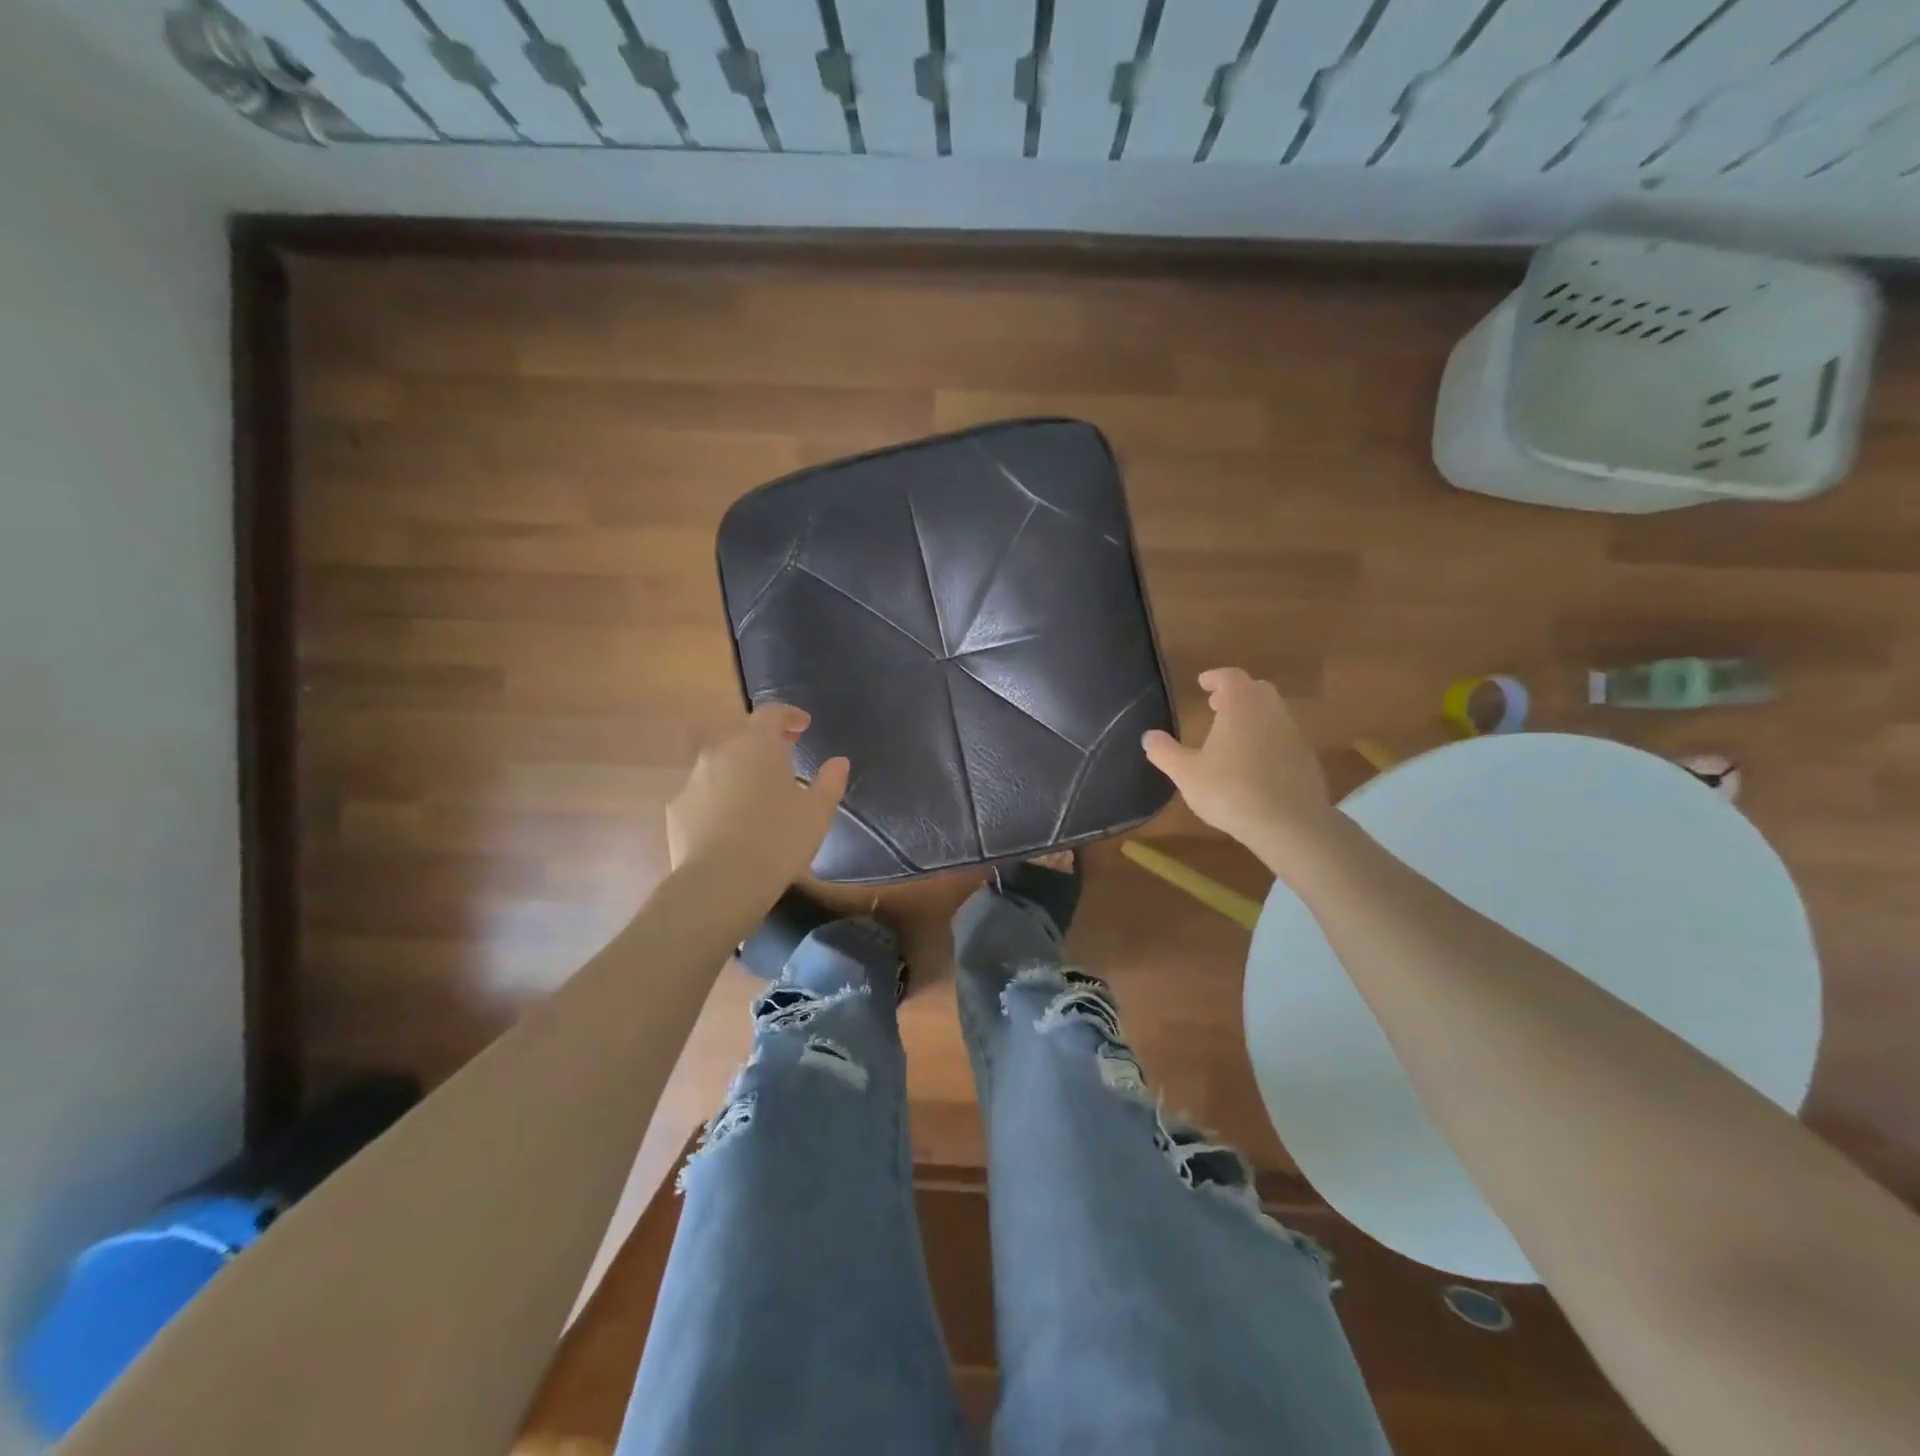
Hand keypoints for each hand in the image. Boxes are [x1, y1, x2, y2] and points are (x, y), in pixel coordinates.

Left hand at [667, 705, 848, 895]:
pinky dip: (720, 795)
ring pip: (721, 762)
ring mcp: (694, 779)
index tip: (803, 726)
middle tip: (784, 753)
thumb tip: (838, 762)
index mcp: (757, 744)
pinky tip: (732, 819)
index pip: (772, 713)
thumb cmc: (778, 840)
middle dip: (764, 739)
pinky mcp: (677, 808)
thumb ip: (830, 781)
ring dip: (740, 767)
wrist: (720, 883)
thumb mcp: (817, 812)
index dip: (789, 715)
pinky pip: (704, 791)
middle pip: (743, 734)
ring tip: (759, 790)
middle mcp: (721, 752)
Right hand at [1142, 668, 1336, 870]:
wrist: (1290, 824)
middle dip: (1236, 693)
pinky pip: (1283, 737)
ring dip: (1253, 715)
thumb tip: (1149, 736)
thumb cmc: (1231, 791)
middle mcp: (1270, 711)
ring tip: (1232, 735)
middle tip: (1216, 705)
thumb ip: (1165, 753)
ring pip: (1272, 712)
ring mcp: (1293, 734)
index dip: (1215, 677)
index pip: (1230, 677)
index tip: (1202, 683)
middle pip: (1256, 689)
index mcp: (1241, 706)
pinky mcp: (1306, 758)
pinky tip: (1254, 763)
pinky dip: (1267, 738)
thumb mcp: (1186, 774)